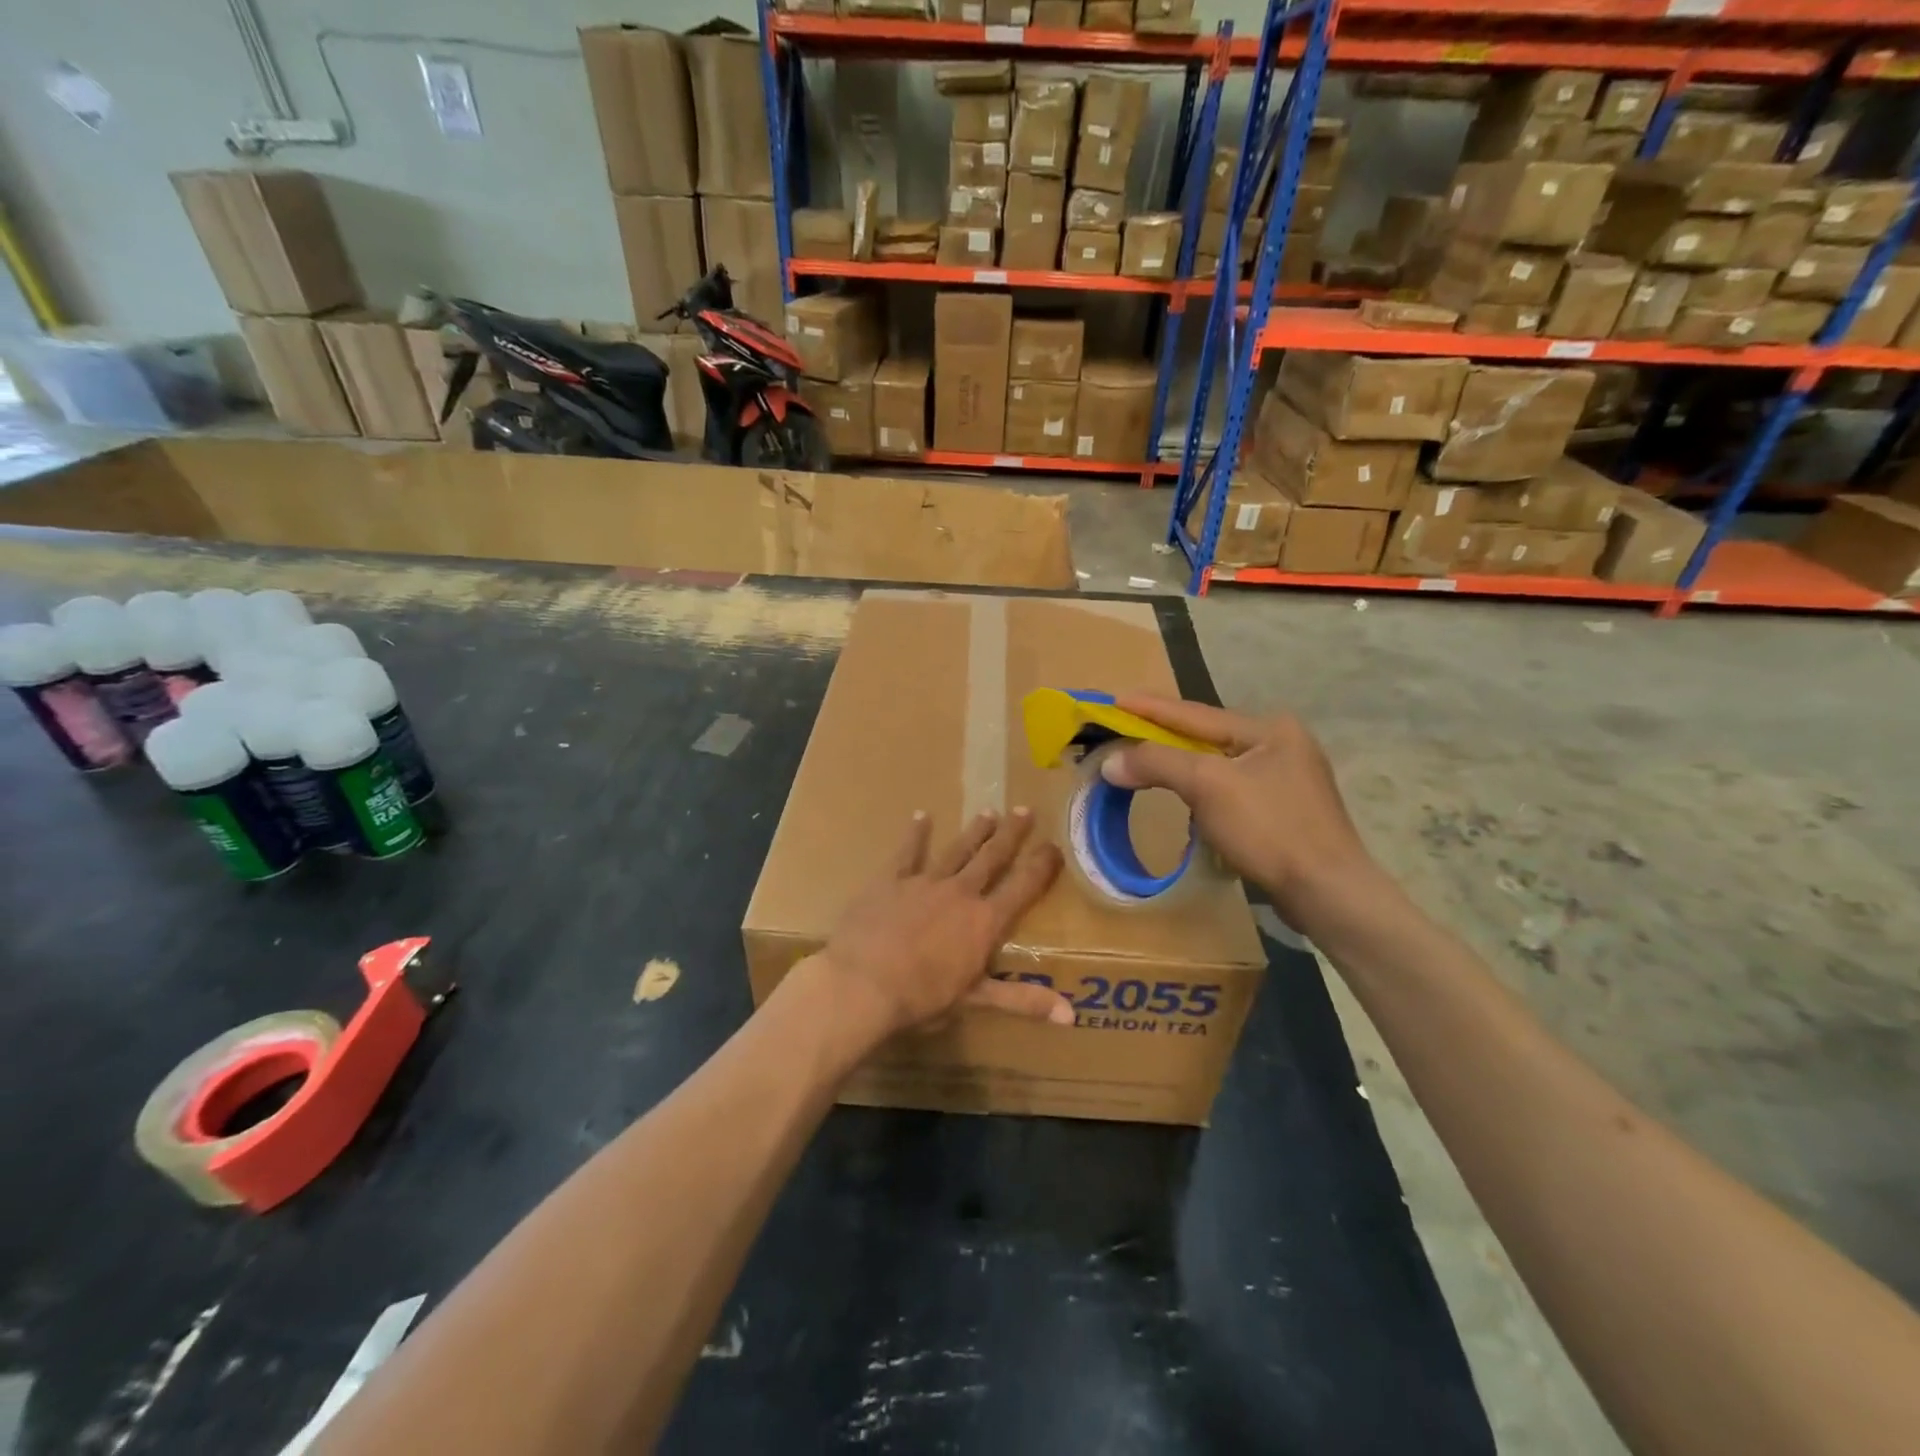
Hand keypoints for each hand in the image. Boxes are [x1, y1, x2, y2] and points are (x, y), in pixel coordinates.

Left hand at [812, 808, 1070, 1041]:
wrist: (863, 984)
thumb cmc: (922, 997)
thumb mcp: (977, 1000)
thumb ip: (1024, 1000)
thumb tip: (1072, 1016)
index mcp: (985, 921)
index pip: (1023, 887)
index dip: (1041, 865)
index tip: (1054, 845)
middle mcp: (960, 893)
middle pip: (992, 858)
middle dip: (1010, 834)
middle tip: (1024, 810)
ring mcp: (925, 882)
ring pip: (957, 850)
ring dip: (974, 832)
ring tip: (989, 812)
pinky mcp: (891, 880)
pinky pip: (907, 852)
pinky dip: (916, 834)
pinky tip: (921, 816)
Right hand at [1098, 695, 1376, 928]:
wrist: (1327, 893)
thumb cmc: (1269, 828)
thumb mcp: (1207, 786)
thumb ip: (1157, 763)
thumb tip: (1110, 761)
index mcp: (1269, 729)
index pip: (1194, 714)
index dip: (1149, 708)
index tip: (1113, 700)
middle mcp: (1281, 745)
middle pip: (1206, 737)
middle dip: (1163, 737)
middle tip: (1122, 732)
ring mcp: (1287, 780)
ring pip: (1217, 766)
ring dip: (1180, 767)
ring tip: (1145, 764)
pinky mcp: (1285, 812)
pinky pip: (1229, 791)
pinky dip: (1201, 793)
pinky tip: (1187, 802)